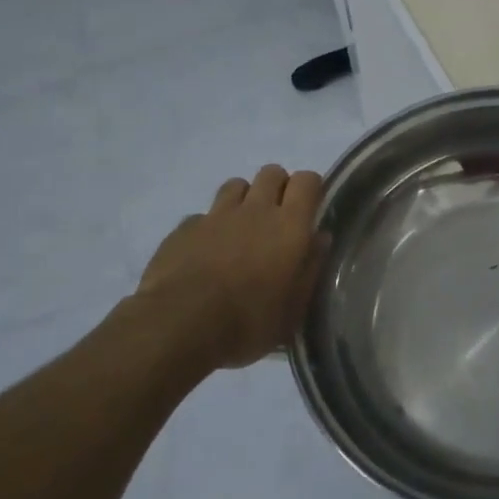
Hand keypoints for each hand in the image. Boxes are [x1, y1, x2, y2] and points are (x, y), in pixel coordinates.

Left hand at [137, 165, 325, 368]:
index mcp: (289, 225)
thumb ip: (310, 268)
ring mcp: (217, 215)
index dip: (311, 188)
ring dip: (243, 200)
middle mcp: (255, 209)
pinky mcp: (184, 228)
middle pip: (272, 173)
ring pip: (236, 185)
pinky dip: (208, 227)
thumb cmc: (248, 322)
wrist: (178, 326)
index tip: (310, 208)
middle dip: (277, 187)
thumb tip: (320, 239)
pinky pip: (202, 216)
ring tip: (240, 229)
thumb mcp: (293, 309)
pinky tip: (204, 252)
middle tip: (276, 218)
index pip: (307, 181)